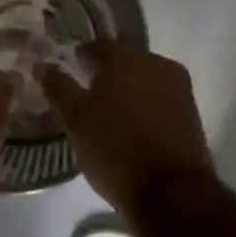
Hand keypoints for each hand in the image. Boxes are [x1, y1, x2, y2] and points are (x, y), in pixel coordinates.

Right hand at [41, 43, 215, 215]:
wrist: (171, 190)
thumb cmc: (115, 149)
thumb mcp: (76, 120)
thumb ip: (59, 88)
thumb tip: (44, 65)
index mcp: (126, 57)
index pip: (97, 46)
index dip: (80, 57)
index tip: (70, 69)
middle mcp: (157, 62)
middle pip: (125, 60)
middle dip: (106, 73)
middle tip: (86, 92)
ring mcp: (179, 86)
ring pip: (145, 79)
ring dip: (127, 90)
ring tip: (108, 112)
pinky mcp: (191, 111)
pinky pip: (160, 98)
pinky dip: (145, 105)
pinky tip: (131, 124)